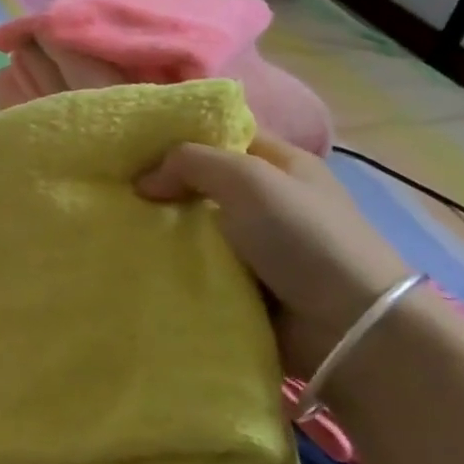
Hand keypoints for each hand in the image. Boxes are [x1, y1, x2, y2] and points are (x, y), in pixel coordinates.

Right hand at [137, 135, 412, 377]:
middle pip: (202, 183)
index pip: (223, 136)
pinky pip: (196, 266)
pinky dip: (172, 265)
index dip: (180, 137)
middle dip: (162, 187)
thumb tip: (143, 182)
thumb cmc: (303, 237)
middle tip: (115, 191)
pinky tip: (138, 262)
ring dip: (162, 230)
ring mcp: (256, 246)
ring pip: (194, 227)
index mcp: (281, 164)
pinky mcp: (243, 285)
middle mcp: (268, 200)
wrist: (348, 327)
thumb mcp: (247, 179)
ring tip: (117, 228)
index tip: (131, 148)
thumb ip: (190, 162)